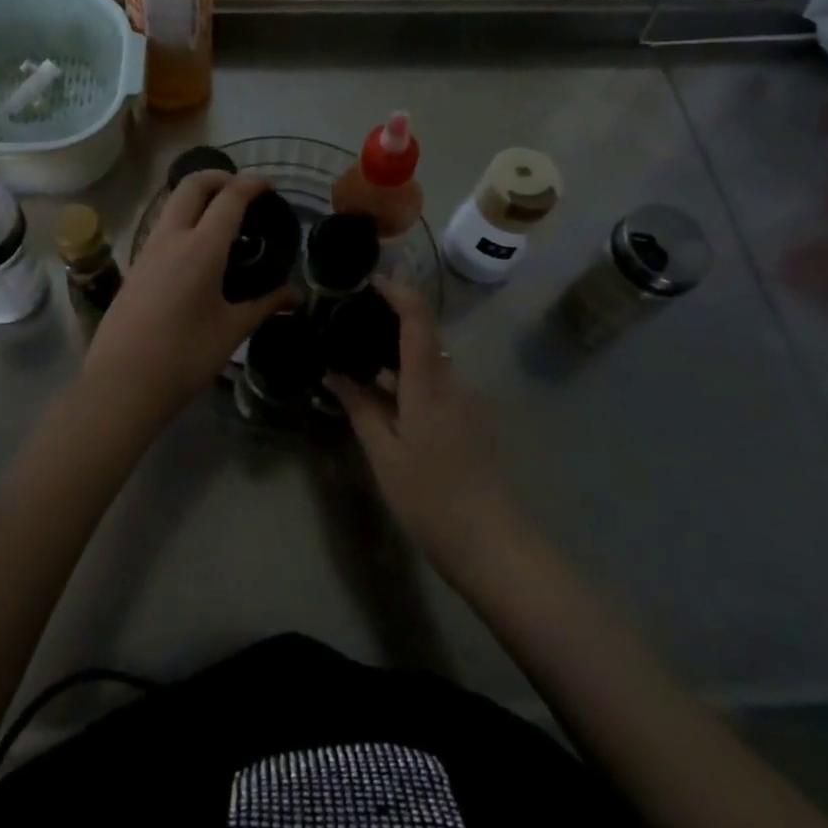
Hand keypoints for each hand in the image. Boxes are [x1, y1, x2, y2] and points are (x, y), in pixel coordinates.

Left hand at [83, 171, 298, 427]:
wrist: (121, 384)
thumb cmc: (184, 357)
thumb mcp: (231, 331)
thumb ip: (265, 305)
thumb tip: (294, 295)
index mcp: (201, 248)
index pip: (229, 197)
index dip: (251, 184)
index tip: (268, 186)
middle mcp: (171, 238)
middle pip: (191, 185)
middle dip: (219, 177)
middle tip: (242, 192)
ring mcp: (147, 250)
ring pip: (171, 203)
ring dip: (197, 197)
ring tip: (222, 219)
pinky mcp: (134, 267)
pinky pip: (161, 227)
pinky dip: (183, 220)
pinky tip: (197, 250)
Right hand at [328, 277, 522, 570]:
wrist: (493, 546)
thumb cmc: (432, 499)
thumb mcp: (384, 455)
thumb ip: (360, 407)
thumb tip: (334, 372)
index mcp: (429, 384)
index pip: (418, 318)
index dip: (397, 291)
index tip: (368, 280)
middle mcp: (451, 382)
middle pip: (423, 334)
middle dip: (388, 321)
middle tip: (348, 323)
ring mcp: (463, 401)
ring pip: (427, 361)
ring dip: (395, 353)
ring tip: (355, 359)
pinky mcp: (467, 419)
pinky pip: (434, 383)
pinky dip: (407, 378)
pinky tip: (381, 397)